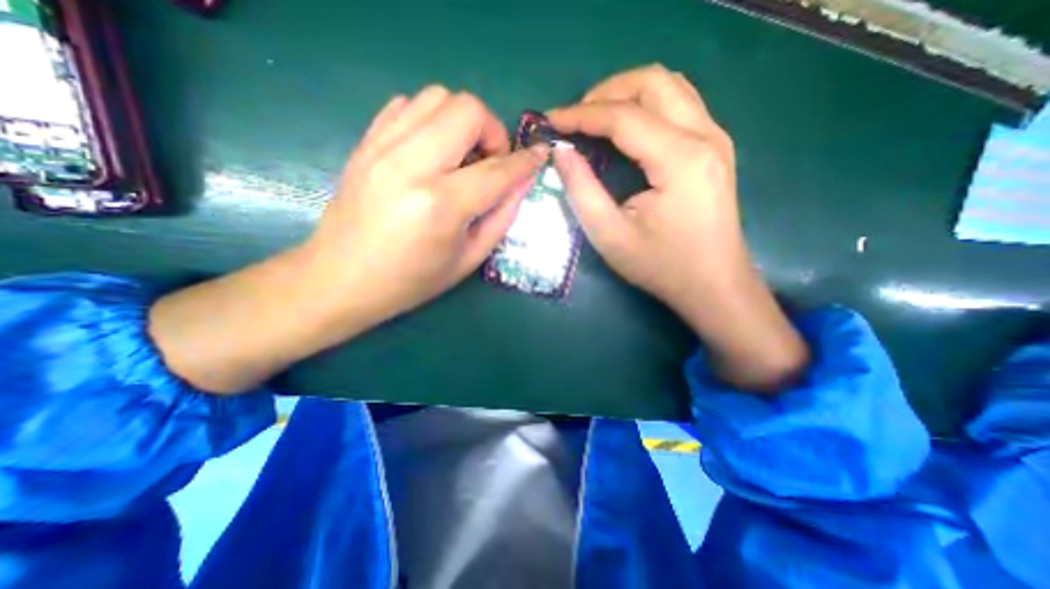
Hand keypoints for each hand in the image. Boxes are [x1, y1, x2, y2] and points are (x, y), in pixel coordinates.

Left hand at [303, 87, 549, 331]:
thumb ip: (501, 218)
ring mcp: (382, 148)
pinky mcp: (365, 143)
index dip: (526, 161)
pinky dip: (430, 119)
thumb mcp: (468, 259)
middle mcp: (411, 166)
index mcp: (441, 205)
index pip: (497, 170)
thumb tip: (522, 182)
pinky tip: (433, 150)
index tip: (540, 155)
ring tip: (462, 155)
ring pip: (436, 97)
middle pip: (466, 110)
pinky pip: (406, 105)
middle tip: (491, 162)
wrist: (340, 279)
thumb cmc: (411, 280)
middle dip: (492, 131)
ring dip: (462, 121)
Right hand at [545, 65, 805, 389]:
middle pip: (652, 82)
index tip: (551, 121)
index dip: (581, 115)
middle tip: (575, 117)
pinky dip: (646, 105)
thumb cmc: (661, 266)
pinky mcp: (716, 147)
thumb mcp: (610, 235)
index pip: (623, 117)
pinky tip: (626, 129)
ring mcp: (716, 138)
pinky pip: (680, 104)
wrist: (714, 285)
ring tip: (595, 118)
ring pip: (669, 86)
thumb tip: (561, 153)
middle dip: (605, 92)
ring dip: (627, 93)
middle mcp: (705, 136)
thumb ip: (582, 190)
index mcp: (679, 159)